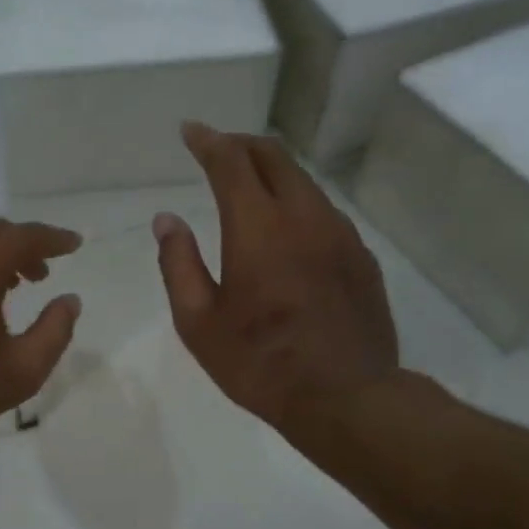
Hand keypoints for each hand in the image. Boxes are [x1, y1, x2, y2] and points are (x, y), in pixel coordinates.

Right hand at [153, 123, 399, 437]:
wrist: (345, 397)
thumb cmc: (260, 364)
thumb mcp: (199, 323)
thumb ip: (179, 264)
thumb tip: (167, 220)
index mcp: (258, 229)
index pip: (231, 163)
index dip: (208, 141)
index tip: (190, 131)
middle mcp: (304, 217)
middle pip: (274, 157)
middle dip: (241, 145)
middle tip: (217, 149)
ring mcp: (340, 234)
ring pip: (304, 182)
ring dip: (272, 171)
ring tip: (248, 183)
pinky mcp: (361, 256)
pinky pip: (324, 211)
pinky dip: (297, 201)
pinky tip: (286, 227)